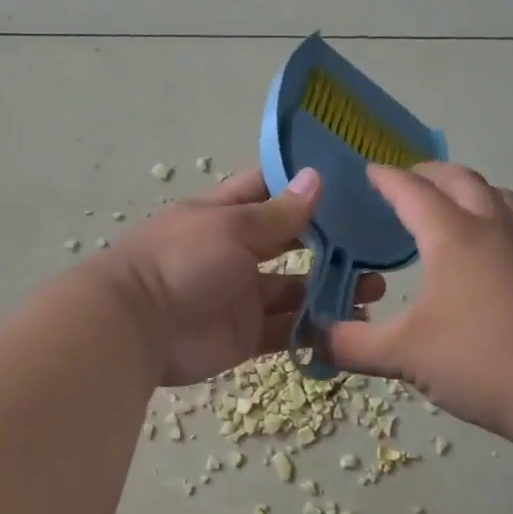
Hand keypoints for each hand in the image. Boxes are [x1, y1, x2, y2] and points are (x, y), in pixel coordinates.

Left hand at [106, 166, 386, 387]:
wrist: (137, 328)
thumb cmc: (182, 260)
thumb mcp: (231, 227)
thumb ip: (278, 213)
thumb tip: (316, 178)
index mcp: (226, 215)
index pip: (266, 189)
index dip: (300, 184)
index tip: (347, 180)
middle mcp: (236, 252)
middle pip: (290, 243)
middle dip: (329, 243)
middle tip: (375, 244)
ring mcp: (243, 296)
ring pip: (295, 290)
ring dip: (330, 289)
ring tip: (374, 288)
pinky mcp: (247, 336)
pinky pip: (287, 330)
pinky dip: (315, 329)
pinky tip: (351, 324)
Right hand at [325, 163, 512, 436]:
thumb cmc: (479, 360)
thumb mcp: (403, 355)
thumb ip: (351, 344)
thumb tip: (313, 338)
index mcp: (453, 237)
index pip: (413, 193)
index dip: (387, 179)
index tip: (367, 170)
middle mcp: (490, 229)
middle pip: (460, 180)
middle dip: (428, 174)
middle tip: (403, 182)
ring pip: (495, 195)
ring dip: (466, 188)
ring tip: (445, 204)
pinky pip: (511, 221)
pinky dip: (488, 214)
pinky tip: (478, 249)